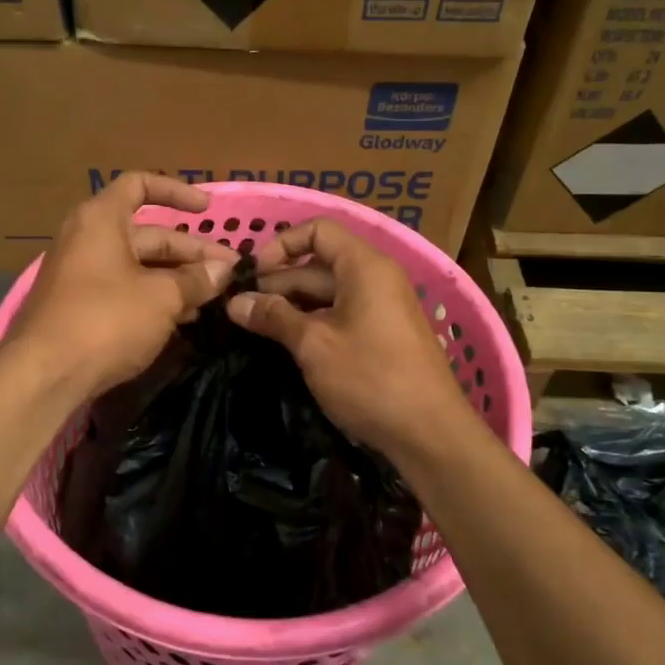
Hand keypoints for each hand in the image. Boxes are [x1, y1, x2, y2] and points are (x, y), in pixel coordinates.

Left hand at [9, 173, 236, 397]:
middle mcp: (87, 240)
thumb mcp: (162, 297)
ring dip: (176, 280)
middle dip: (190, 252)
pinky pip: (124, 292)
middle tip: (228, 273)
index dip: (176, 192)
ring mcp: (81, 276)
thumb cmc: (106, 320)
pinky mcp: (79, 309)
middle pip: (148, 234)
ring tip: (212, 299)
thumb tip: (224, 270)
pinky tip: (183, 319)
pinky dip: (154, 299)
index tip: (207, 210)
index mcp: (101, 220)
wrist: (44, 375)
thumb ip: (196, 280)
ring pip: (139, 267)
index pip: (140, 185)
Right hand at [226, 217, 475, 455]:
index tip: (253, 276)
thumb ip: (274, 317)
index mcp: (365, 266)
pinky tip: (287, 344)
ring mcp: (381, 308)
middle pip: (319, 264)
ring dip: (292, 306)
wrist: (430, 434)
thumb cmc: (370, 378)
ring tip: (255, 328)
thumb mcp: (314, 345)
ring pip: (328, 294)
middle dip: (279, 283)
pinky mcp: (382, 336)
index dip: (281, 245)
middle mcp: (376, 278)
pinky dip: (313, 323)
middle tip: (241, 310)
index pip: (318, 230)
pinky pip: (341, 315)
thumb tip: (234, 303)